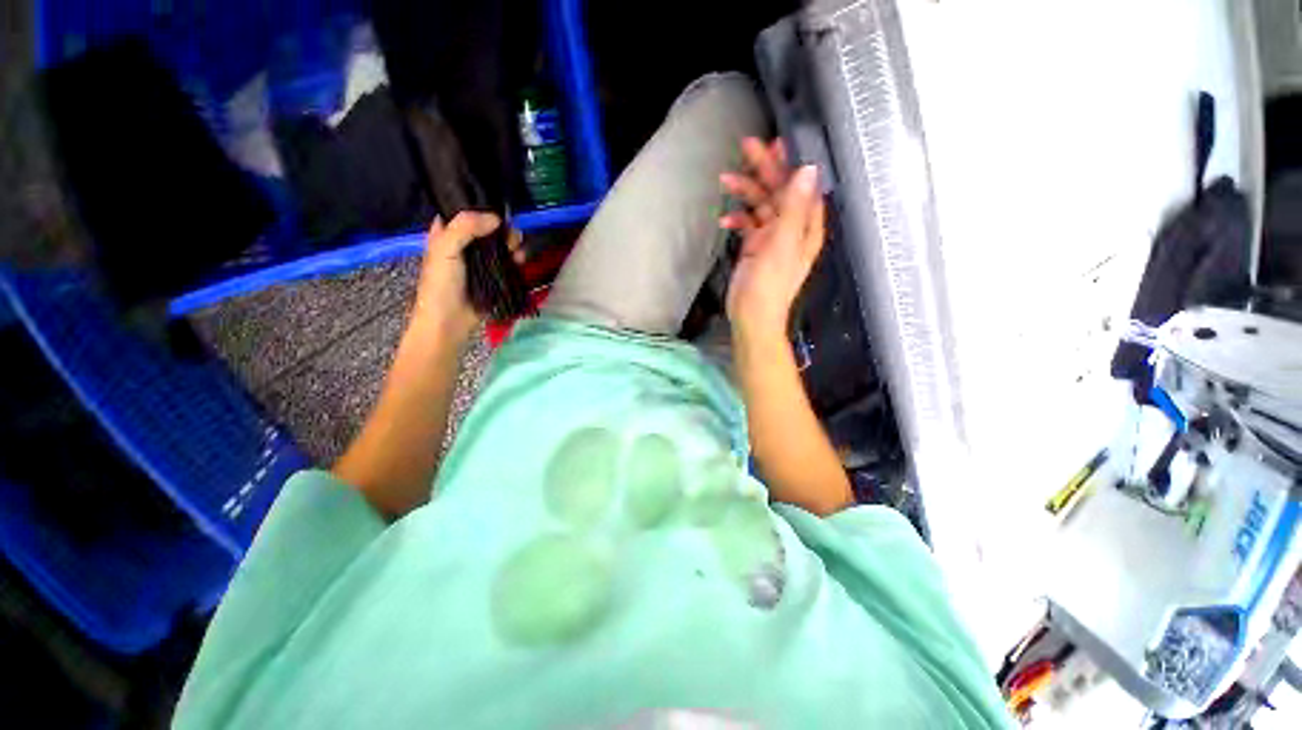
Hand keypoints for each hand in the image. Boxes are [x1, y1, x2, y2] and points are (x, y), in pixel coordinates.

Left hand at [411, 212, 520, 342]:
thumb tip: (496, 218)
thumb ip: (465, 227)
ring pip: (501, 245)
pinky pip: (509, 263)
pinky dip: (517, 259)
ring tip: (518, 251)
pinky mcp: (495, 276)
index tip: (497, 208)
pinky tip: (521, 261)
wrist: (449, 322)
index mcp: (447, 233)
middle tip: (511, 235)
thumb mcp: (445, 249)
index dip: (480, 206)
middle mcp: (465, 244)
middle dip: (503, 229)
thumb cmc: (441, 284)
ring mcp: (481, 262)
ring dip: (513, 245)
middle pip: (488, 228)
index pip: (464, 211)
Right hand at [719, 138, 824, 340]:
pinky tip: (724, 220)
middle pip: (779, 191)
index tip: (775, 141)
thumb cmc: (770, 284)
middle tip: (746, 146)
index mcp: (806, 225)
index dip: (790, 163)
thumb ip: (794, 207)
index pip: (801, 186)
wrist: (751, 316)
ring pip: (760, 205)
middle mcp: (791, 227)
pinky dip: (737, 219)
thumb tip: (807, 169)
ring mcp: (771, 237)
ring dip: (744, 192)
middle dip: (763, 169)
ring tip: (725, 179)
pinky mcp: (754, 246)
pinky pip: (747, 224)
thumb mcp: (783, 243)